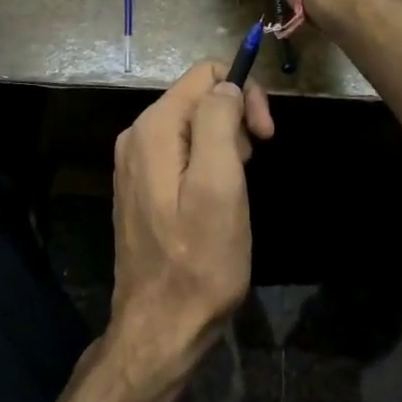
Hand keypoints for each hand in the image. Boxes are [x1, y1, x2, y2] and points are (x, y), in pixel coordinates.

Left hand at [110, 61, 275, 389]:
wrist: (162, 325)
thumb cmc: (200, 261)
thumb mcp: (220, 187)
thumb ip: (219, 124)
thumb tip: (226, 87)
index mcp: (153, 129)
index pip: (204, 75)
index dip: (243, 95)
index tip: (264, 136)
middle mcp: (137, 137)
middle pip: (199, 98)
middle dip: (235, 122)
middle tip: (251, 168)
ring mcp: (136, 163)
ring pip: (195, 127)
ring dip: (225, 147)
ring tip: (234, 190)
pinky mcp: (143, 187)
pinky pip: (183, 154)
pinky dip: (209, 166)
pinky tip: (217, 200)